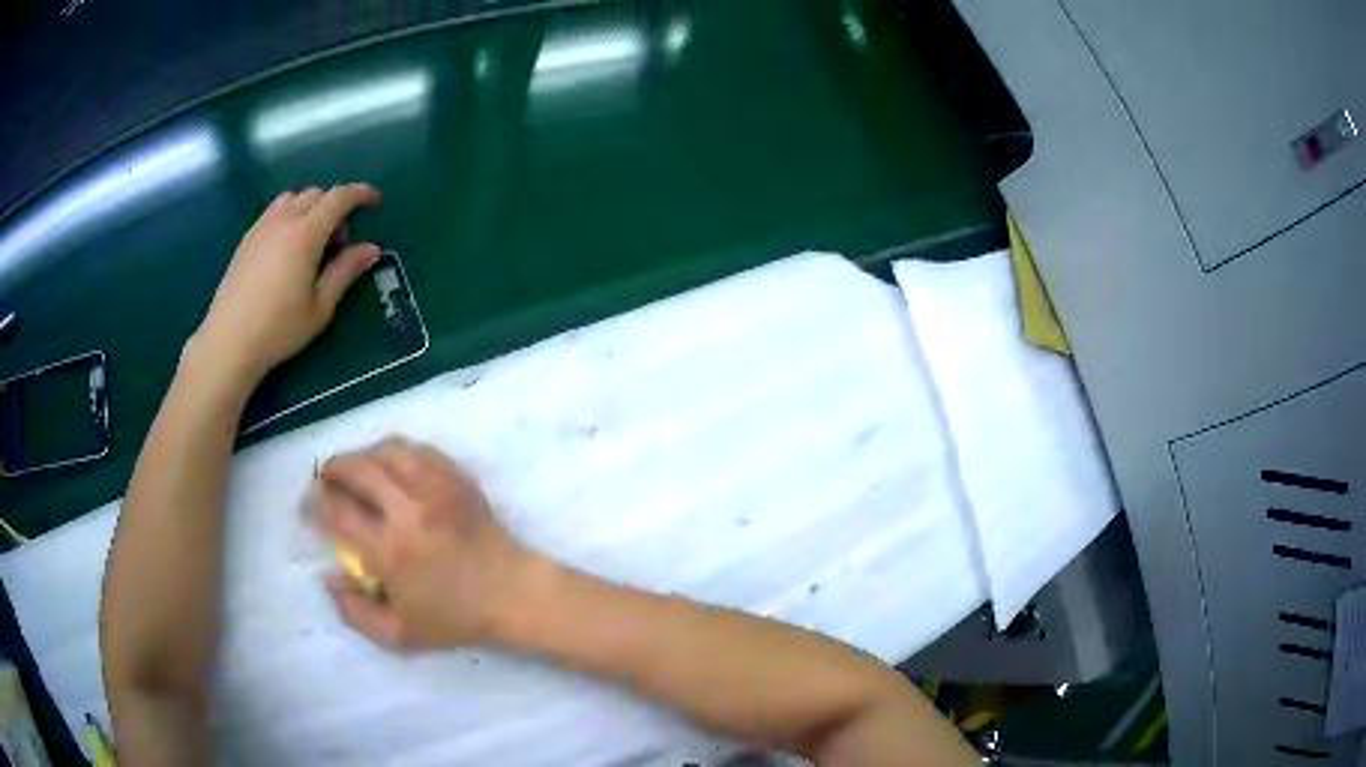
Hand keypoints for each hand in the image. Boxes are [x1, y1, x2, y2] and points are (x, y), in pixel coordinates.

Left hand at [193, 184, 382, 385]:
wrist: (229, 342)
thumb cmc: (278, 329)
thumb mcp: (320, 307)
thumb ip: (345, 272)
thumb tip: (371, 248)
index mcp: (305, 234)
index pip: (339, 198)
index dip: (360, 194)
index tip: (375, 201)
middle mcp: (284, 220)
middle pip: (316, 193)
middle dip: (334, 206)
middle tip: (338, 242)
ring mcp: (262, 226)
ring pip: (293, 197)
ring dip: (310, 207)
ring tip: (311, 240)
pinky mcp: (247, 238)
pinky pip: (274, 210)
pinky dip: (290, 214)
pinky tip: (287, 247)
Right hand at [312, 437, 532, 648]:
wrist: (512, 593)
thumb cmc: (455, 618)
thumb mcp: (400, 634)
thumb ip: (356, 613)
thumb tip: (328, 579)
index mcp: (390, 551)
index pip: (337, 512)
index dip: (314, 503)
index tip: (308, 505)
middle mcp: (409, 511)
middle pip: (357, 469)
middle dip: (332, 469)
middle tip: (324, 479)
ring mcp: (436, 489)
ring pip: (387, 450)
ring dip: (362, 455)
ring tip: (354, 469)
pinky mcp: (457, 478)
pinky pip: (418, 451)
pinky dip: (395, 452)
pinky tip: (389, 466)